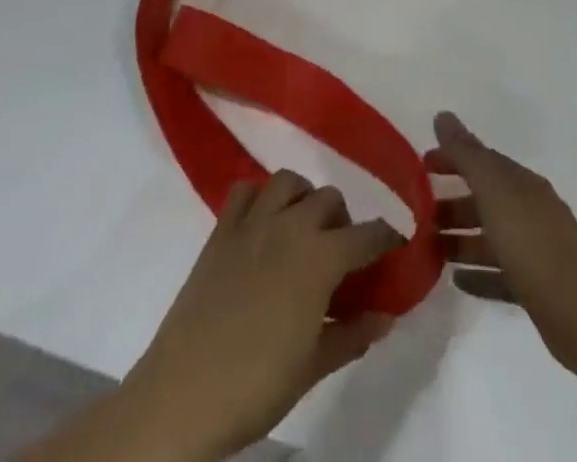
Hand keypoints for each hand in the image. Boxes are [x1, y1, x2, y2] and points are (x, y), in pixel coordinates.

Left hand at [118, 171, 400, 460]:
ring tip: (302, 231)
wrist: (182, 395)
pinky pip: (245, 190)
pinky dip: (259, 197)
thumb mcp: (313, 366)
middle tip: (341, 256)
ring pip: (289, 181)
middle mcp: (291, 225)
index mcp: (321, 257)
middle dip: (343, 221)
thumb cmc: (255, 385)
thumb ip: (353, 333)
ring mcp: (253, 222)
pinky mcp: (221, 229)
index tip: (395, 250)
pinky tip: (261, 226)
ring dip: (303, 199)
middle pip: (330, 199)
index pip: (369, 234)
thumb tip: (387, 315)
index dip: (388, 240)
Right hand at [426, 111, 576, 381]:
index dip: (452, 159)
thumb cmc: (533, 243)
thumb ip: (467, 154)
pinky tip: (458, 281)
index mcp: (521, 183)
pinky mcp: (537, 288)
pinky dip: (478, 274)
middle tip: (419, 216)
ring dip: (461, 240)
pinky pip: (500, 274)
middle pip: (485, 200)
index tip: (421, 167)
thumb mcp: (494, 190)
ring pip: (490, 238)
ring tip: (429, 250)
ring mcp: (536, 250)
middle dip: (453, 203)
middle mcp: (529, 209)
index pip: (482, 160)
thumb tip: (442, 114)